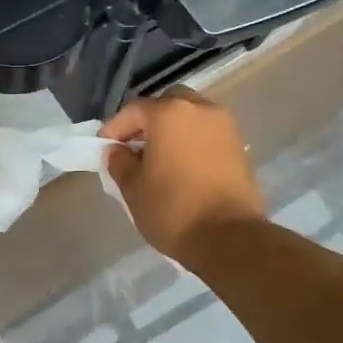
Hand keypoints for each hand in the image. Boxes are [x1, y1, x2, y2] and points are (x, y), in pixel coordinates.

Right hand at [100, 87, 263, 263]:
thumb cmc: (173, 210)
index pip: (133, 110)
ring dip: (172, 130)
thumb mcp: (133, 189)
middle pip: (167, 103)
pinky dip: (192, 142)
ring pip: (191, 116)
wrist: (230, 239)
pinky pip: (207, 134)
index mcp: (169, 113)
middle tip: (134, 146)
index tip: (103, 147)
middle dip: (148, 121)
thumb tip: (117, 150)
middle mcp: (200, 110)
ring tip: (158, 158)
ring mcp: (225, 127)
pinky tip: (181, 167)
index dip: (114, 128)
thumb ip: (119, 162)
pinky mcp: (239, 147)